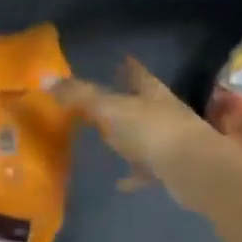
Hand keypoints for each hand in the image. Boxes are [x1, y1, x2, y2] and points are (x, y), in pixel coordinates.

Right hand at [55, 58, 241, 213]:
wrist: (195, 171)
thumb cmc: (153, 131)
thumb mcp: (110, 109)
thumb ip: (79, 96)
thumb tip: (45, 79)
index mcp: (152, 93)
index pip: (138, 74)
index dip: (128, 67)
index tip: (122, 59)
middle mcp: (164, 112)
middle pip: (143, 102)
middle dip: (128, 99)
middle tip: (107, 98)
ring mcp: (171, 141)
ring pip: (145, 134)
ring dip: (130, 137)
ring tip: (108, 140)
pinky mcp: (171, 169)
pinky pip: (146, 170)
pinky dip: (133, 175)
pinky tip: (119, 183)